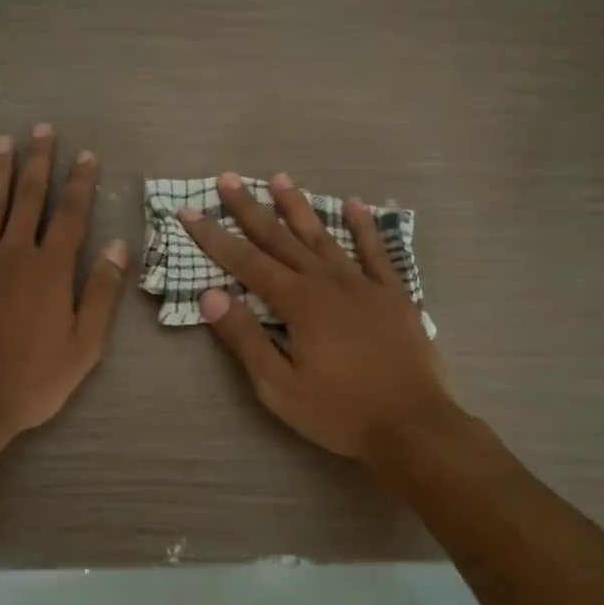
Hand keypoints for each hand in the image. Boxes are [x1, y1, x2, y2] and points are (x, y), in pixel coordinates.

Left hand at [0, 124, 128, 457]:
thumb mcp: (84, 345)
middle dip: (37, 161)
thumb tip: (117, 246)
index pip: (70, 214)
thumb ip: (100, 292)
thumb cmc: (33, 378)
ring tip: (3, 141)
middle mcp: (14, 254)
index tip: (86, 155)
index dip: (80, 182)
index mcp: (50, 270)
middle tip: (41, 129)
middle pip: (27, 198)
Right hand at [179, 171, 460, 464]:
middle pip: (281, 238)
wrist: (414, 426)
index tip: (190, 212)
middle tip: (228, 179)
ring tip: (279, 178)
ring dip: (298, 207)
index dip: (215, 237)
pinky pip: (377, 252)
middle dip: (250, 209)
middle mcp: (327, 282)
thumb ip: (245, 338)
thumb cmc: (340, 412)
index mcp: (298, 302)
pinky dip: (364, 227)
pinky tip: (355, 204)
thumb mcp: (279, 386)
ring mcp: (364, 285)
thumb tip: (210, 295)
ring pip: (323, 237)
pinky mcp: (394, 295)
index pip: (246, 262)